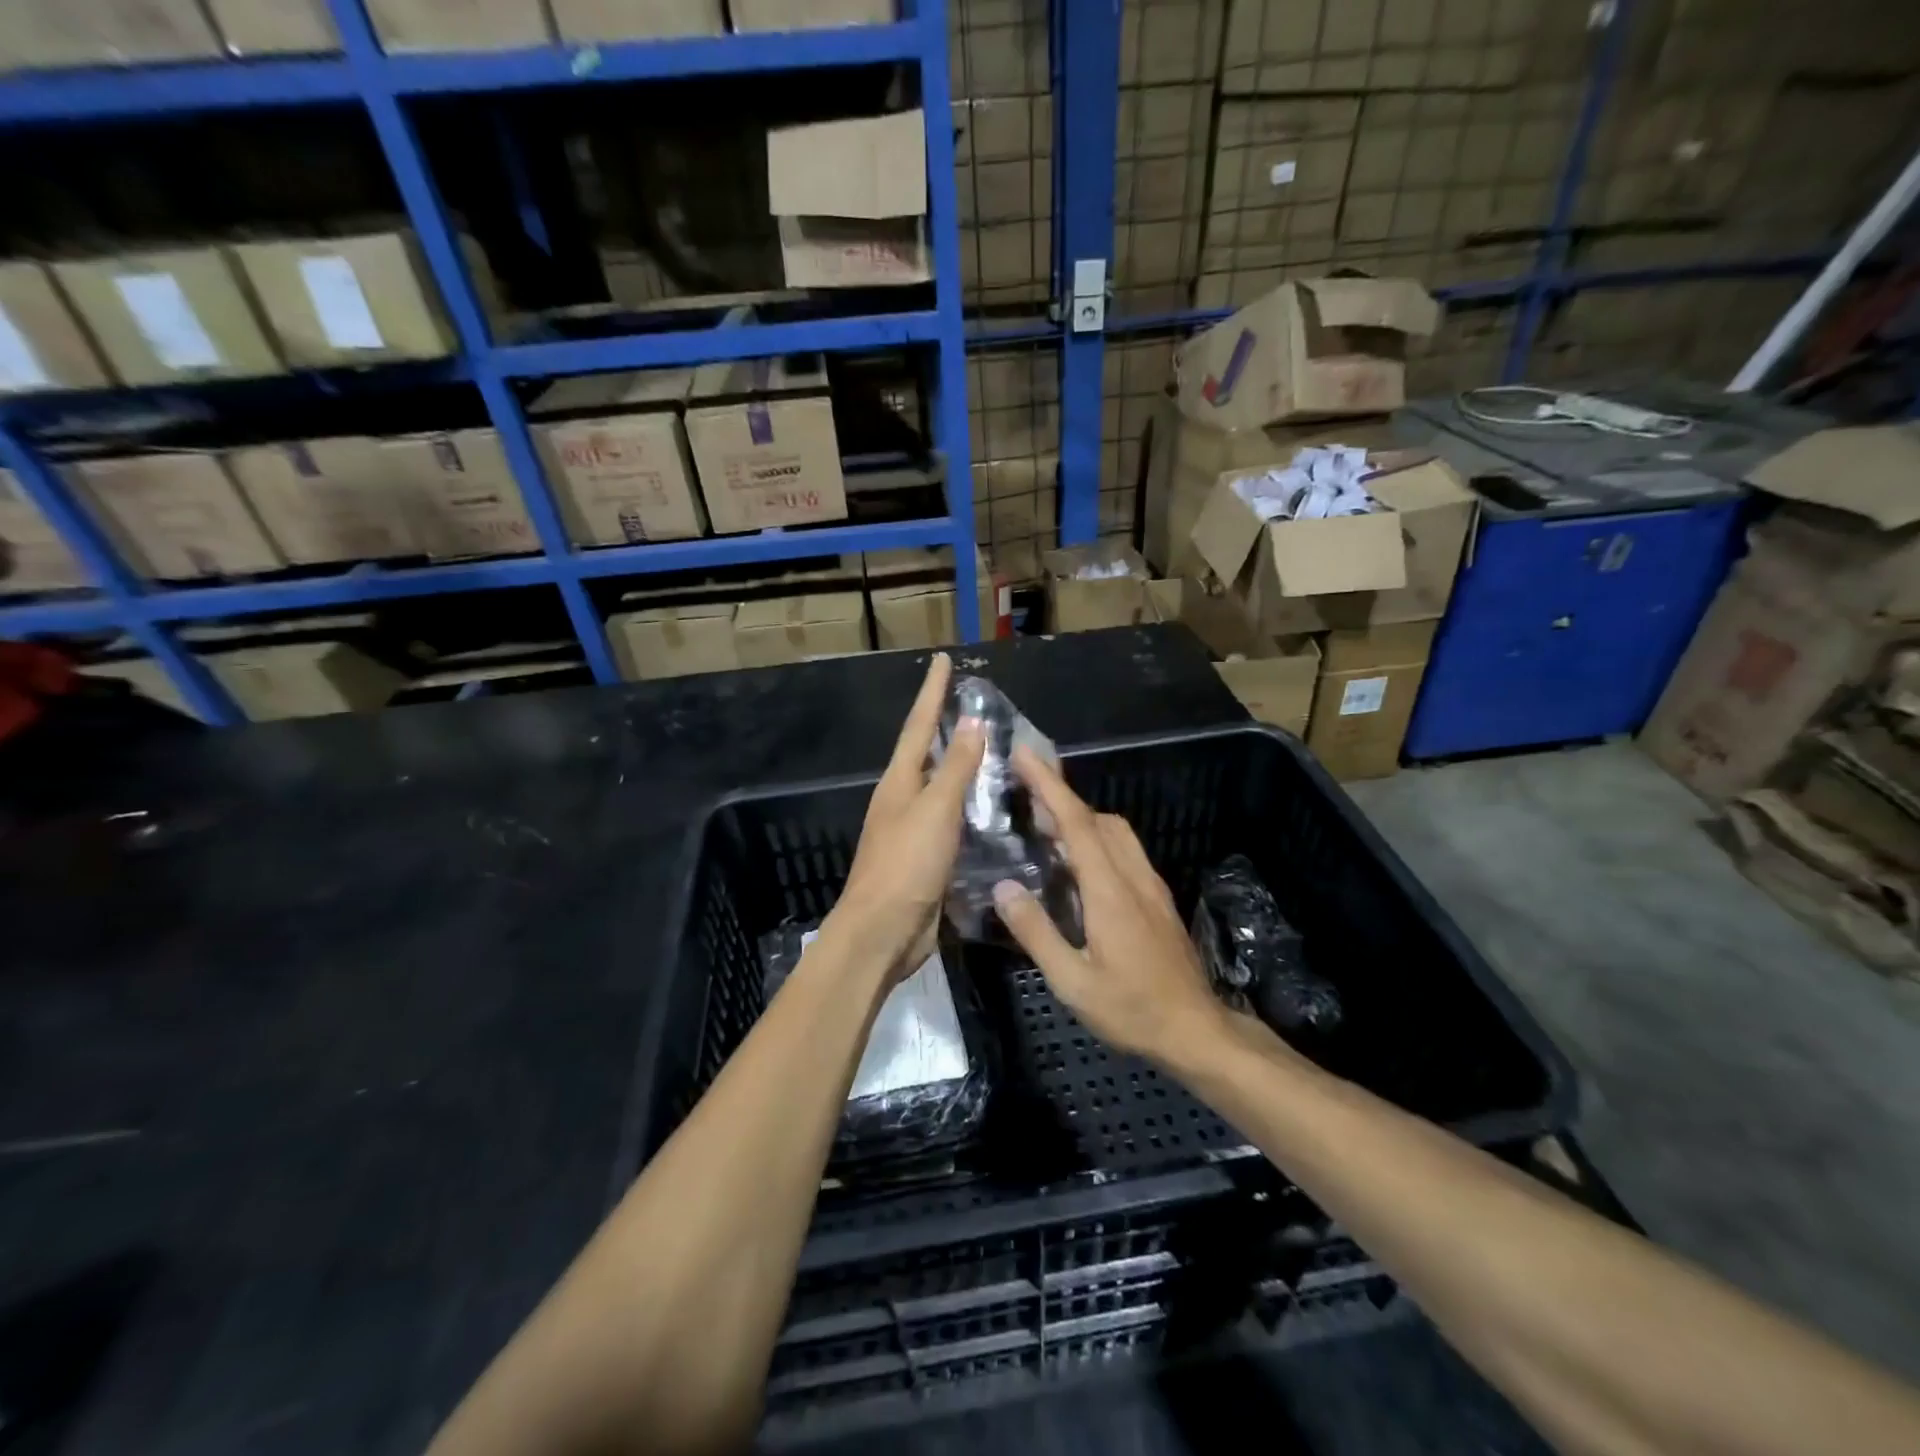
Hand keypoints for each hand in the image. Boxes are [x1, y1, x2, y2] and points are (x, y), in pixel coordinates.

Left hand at [826, 653, 985, 984]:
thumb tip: (970, 723)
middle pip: (926, 753)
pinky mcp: (926, 859)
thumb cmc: (906, 864)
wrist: (882, 932)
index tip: (943, 660)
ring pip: (940, 788)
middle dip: (945, 726)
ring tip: (991, 751)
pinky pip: (951, 822)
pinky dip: (969, 808)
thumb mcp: (935, 810)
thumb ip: (955, 768)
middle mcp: (902, 799)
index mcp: (899, 782)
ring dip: (961, 768)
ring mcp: (912, 830)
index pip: (919, 725)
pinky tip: (991, 811)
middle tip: (974, 704)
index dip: (932, 692)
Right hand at [991, 746, 1228, 1064]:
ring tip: (1045, 824)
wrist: (1196, 1030)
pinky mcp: (1158, 899)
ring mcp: (1150, 886)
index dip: (1049, 785)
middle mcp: (1133, 877)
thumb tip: (1004, 887)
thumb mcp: (1072, 981)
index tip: (1025, 754)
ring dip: (1081, 817)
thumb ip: (1036, 932)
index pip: (1077, 823)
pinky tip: (1078, 863)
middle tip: (1024, 789)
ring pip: (1116, 832)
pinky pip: (1124, 851)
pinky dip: (1097, 838)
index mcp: (1109, 890)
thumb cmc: (1132, 1009)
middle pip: (1098, 819)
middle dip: (1061, 795)